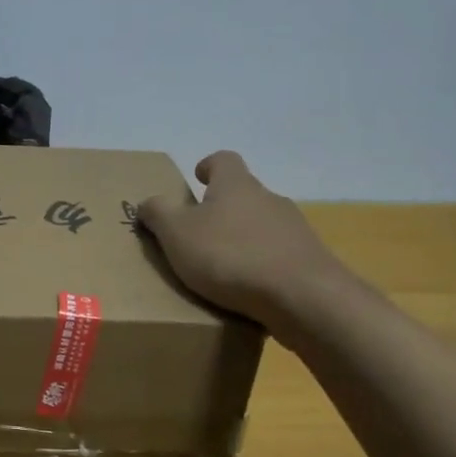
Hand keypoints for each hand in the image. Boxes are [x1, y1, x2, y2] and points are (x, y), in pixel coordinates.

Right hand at [138, 151, 348, 323]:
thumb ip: (158, 214)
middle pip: (244, 195)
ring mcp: (294, 230)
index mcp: (236, 185)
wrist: (301, 296)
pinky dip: (260, 267)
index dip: (209, 166)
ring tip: (220, 269)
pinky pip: (277, 257)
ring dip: (242, 240)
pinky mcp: (308, 261)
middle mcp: (269, 199)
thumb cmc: (230, 256)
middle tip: (198, 233)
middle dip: (222, 210)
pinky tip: (247, 291)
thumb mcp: (177, 233)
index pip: (224, 160)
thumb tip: (147, 203)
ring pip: (261, 227)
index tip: (197, 178)